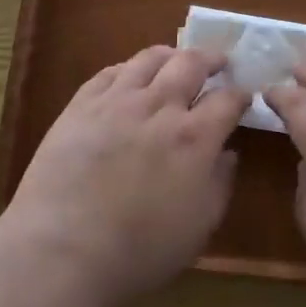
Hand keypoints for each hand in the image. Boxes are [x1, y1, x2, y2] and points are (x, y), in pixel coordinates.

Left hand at [6, 45, 248, 306]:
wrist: (61, 250)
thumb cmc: (138, 251)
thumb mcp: (198, 228)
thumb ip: (219, 184)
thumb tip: (228, 153)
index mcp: (194, 137)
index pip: (228, 99)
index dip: (241, 95)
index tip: (244, 97)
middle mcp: (159, 107)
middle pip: (191, 63)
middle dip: (211, 58)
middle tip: (218, 62)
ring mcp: (117, 101)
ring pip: (149, 59)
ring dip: (171, 55)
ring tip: (176, 59)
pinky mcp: (81, 105)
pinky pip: (110, 72)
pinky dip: (129, 68)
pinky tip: (131, 76)